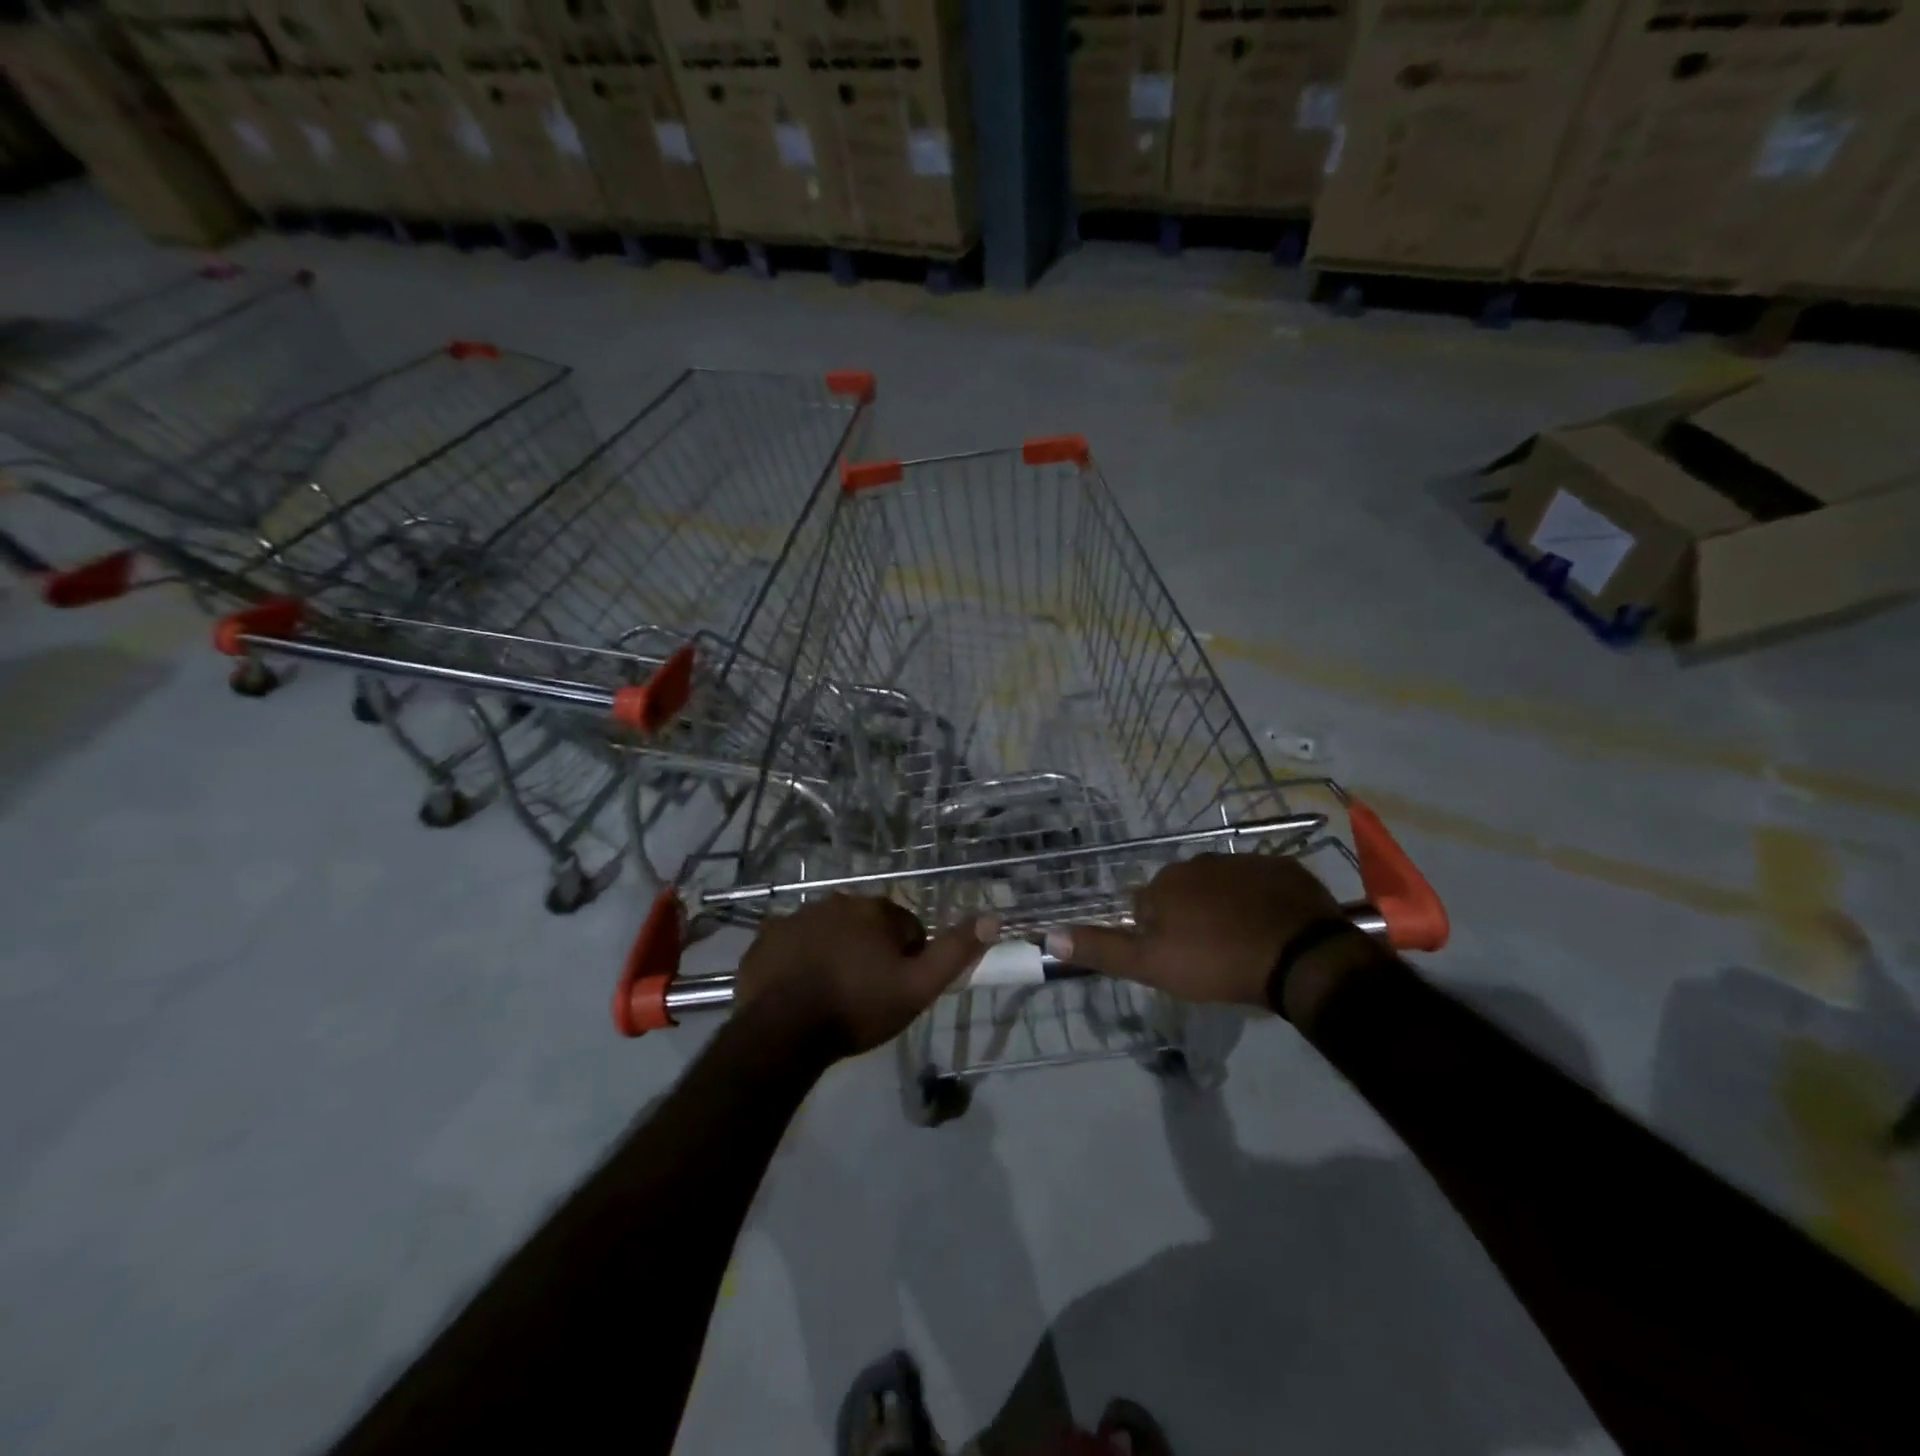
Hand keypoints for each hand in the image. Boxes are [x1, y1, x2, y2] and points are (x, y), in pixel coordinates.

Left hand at [735, 894, 994, 1056]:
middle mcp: (837, 901)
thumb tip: (992, 917)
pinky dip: (799, 958)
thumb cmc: (857, 1007)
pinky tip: (798, 989)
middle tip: (864, 993)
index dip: (907, 959)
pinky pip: (793, 942)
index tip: (896, 989)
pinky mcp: (767, 936)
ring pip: (829, 931)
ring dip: (835, 952)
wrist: (783, 1030)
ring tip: (830, 994)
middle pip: (866, 926)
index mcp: (876, 910)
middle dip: (870, 951)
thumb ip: (955, 952)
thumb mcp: (917, 987)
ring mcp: (798, 916)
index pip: (907, 929)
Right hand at [1044, 854, 1374, 1022]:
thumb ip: (1102, 949)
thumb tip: (1049, 935)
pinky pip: (1259, 883)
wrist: (1301, 956)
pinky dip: (1259, 900)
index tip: (1176, 960)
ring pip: (1220, 886)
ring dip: (1223, 907)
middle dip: (1189, 917)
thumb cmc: (1219, 963)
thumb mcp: (1152, 966)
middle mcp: (1197, 863)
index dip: (1155, 934)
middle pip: (1182, 892)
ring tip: (1243, 943)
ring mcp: (1242, 861)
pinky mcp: (1282, 867)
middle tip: (1210, 955)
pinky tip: (1271, 927)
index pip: (1143, 906)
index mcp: (1164, 885)